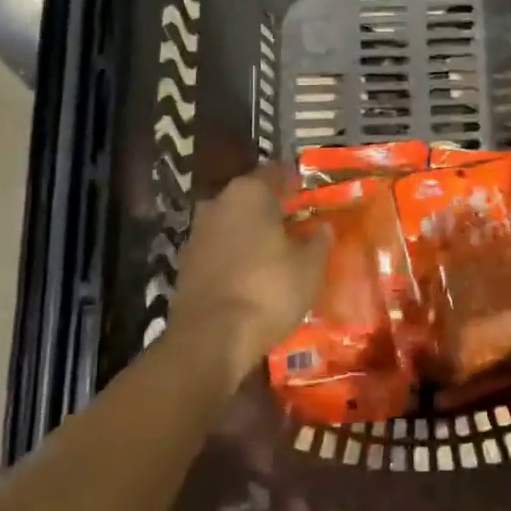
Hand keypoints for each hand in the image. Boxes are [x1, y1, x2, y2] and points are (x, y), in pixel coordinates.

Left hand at [167, 167, 328, 384]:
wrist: (210, 338)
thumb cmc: (268, 290)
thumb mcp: (309, 267)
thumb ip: (319, 242)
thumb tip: (324, 228)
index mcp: (249, 192)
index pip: (275, 172)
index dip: (293, 180)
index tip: (307, 189)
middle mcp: (218, 203)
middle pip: (250, 196)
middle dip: (271, 206)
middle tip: (296, 219)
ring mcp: (197, 233)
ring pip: (232, 222)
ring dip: (252, 231)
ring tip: (277, 248)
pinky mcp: (186, 264)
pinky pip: (219, 248)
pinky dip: (236, 253)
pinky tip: (252, 270)